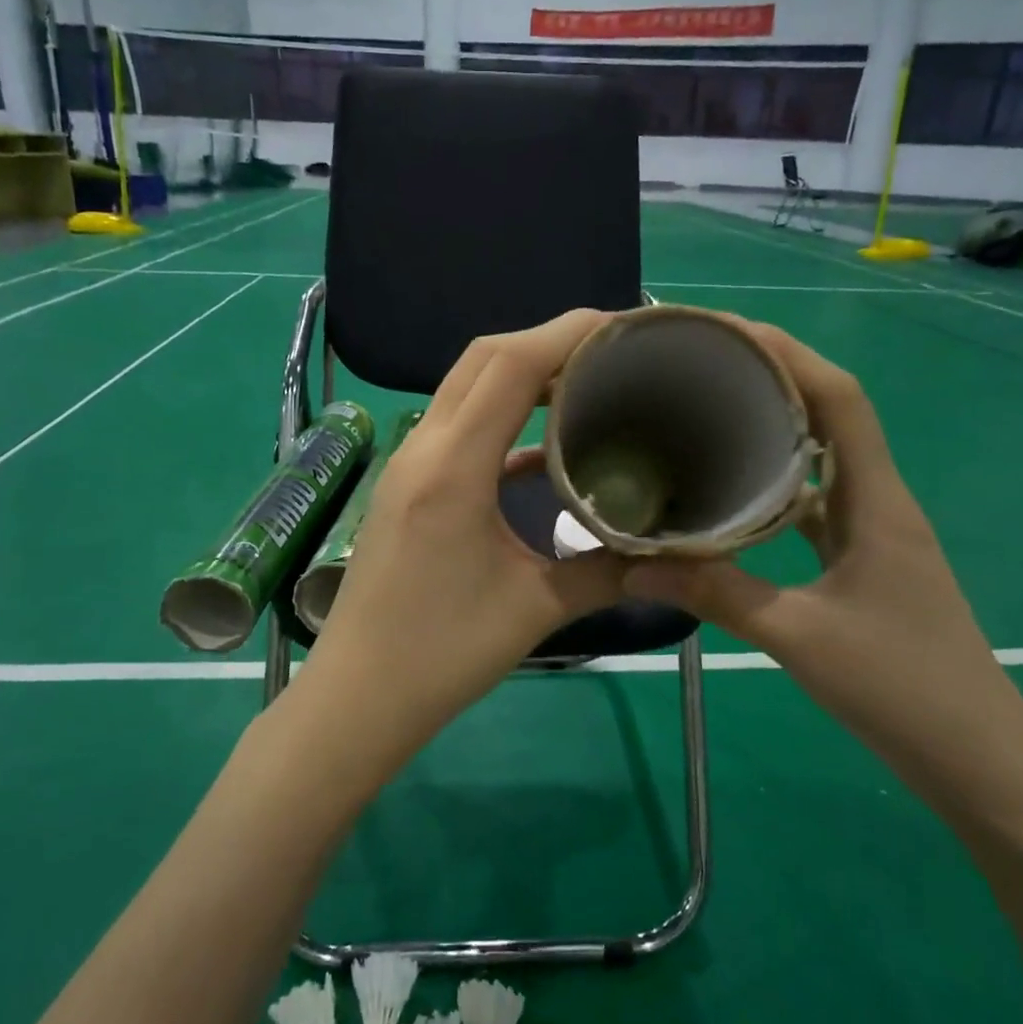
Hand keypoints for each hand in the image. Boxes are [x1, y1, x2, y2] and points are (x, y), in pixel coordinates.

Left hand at [294, 310, 629, 760]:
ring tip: (584, 385)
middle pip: (483, 358)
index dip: (569, 333)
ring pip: (466, 386)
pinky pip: (458, 426)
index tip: (625, 328)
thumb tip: (664, 548)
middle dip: (548, 341)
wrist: (358, 695)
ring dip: (521, 374)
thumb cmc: (441, 654)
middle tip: (611, 353)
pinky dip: (502, 418)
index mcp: (452, 467)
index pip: (510, 365)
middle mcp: (423, 448)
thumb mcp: (535, 610)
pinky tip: (541, 448)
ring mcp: (408, 464)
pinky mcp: (407, 486)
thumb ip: (604, 570)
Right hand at [621, 320, 1022, 798]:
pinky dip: (776, 486)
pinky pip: (814, 505)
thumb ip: (718, 595)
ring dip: (775, 429)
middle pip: (830, 416)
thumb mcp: (801, 637)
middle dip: (774, 378)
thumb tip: (632, 565)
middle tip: (703, 368)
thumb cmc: (903, 688)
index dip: (790, 354)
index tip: (729, 334)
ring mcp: (873, 534)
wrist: (981, 761)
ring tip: (710, 416)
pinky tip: (732, 496)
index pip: (841, 399)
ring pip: (821, 460)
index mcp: (877, 502)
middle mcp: (878, 503)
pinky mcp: (863, 564)